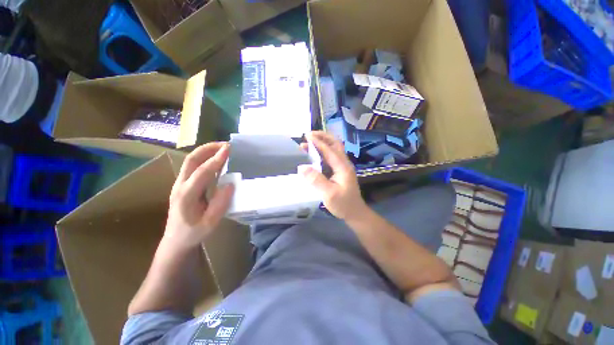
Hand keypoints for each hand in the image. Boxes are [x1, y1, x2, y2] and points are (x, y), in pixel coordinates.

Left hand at [163, 142, 233, 249]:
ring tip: (222, 148)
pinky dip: (205, 158)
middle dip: (208, 148)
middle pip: (191, 160)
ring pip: (190, 161)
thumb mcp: (210, 223)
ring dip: (206, 151)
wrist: (175, 241)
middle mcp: (180, 186)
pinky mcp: (183, 184)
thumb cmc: (193, 234)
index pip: (202, 172)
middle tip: (226, 145)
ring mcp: (179, 184)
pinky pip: (193, 166)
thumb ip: (220, 204)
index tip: (229, 149)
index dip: (216, 159)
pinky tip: (215, 159)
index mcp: (186, 196)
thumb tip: (230, 184)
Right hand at [299, 131, 368, 220]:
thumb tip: (301, 167)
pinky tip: (314, 154)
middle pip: (335, 144)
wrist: (355, 213)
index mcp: (342, 167)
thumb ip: (316, 180)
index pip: (329, 150)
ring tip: (309, 142)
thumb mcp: (329, 194)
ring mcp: (342, 167)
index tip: (307, 136)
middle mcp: (343, 163)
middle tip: (309, 135)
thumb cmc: (343, 204)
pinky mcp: (339, 171)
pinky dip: (322, 152)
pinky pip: (330, 157)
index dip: (318, 142)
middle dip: (323, 137)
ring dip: (322, 143)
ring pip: (333, 149)